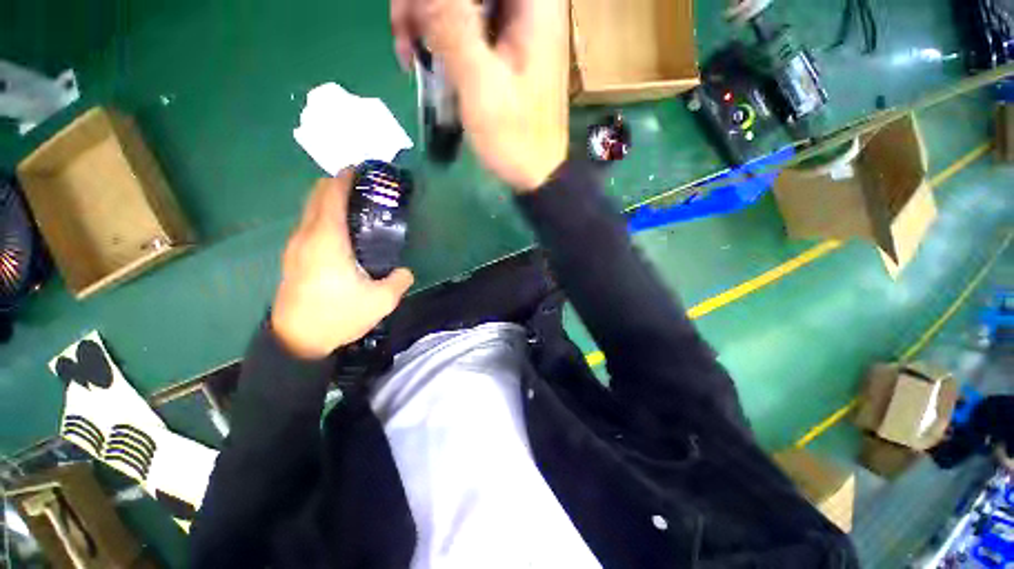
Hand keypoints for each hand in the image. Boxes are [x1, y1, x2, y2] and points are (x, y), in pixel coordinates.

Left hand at [272, 172, 414, 359]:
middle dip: (336, 183)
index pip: (331, 196)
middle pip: (316, 196)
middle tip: (363, 185)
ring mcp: (295, 246)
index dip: (345, 178)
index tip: (361, 169)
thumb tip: (405, 271)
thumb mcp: (380, 301)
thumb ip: (399, 281)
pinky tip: (341, 230)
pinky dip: (323, 215)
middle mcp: (307, 236)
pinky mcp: (293, 257)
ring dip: (328, 199)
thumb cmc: (338, 315)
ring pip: (309, 209)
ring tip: (355, 205)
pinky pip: (308, 224)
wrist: (296, 340)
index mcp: (327, 240)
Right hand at [391, 0, 569, 191]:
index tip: (415, 15)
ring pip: (461, 1)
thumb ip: (452, 25)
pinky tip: (426, 62)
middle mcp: (529, 4)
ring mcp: (517, 24)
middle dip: (425, 4)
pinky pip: (466, 23)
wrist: (536, 173)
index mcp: (535, 3)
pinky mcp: (505, 46)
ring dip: (427, 19)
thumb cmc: (516, 138)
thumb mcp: (481, 83)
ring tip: (408, 56)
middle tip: (403, 36)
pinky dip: (441, 36)